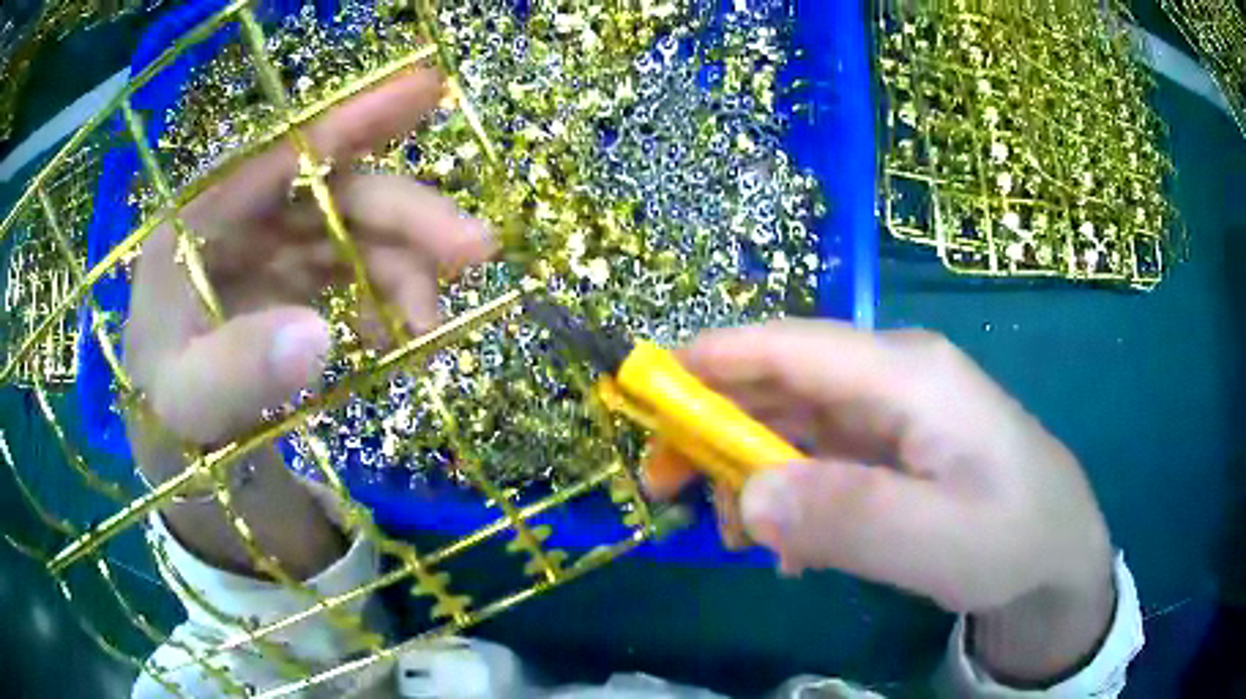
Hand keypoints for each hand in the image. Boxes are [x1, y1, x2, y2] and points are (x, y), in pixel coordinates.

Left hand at [124, 69, 494, 577]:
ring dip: (406, 272)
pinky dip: (386, 301)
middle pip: (341, 190)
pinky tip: (394, 341)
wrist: (174, 432)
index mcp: (206, 216)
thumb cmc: (168, 407)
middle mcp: (248, 215)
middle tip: (476, 250)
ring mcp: (276, 242)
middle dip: (409, 216)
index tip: (430, 88)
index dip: (357, 116)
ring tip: (428, 332)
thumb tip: (320, 334)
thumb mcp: (189, 399)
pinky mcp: (296, 273)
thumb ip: (238, 369)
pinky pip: (356, 271)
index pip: (287, 150)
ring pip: (359, 231)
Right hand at [646, 320, 1115, 683]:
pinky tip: (792, 549)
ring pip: (794, 427)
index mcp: (906, 375)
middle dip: (714, 427)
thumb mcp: (938, 541)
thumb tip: (747, 499)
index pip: (793, 348)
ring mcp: (891, 414)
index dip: (713, 359)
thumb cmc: (1011, 536)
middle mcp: (892, 379)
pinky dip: (788, 499)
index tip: (643, 387)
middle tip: (665, 487)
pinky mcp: (892, 449)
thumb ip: (849, 518)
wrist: (1057, 553)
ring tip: (736, 540)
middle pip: (782, 385)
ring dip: (749, 474)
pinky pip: (820, 462)